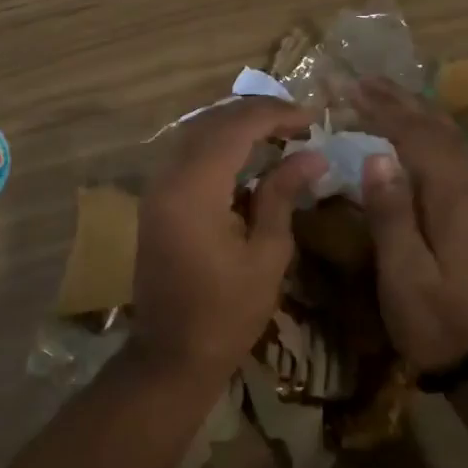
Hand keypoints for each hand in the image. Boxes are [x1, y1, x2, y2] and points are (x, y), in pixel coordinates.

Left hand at [133, 98, 326, 377]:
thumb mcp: (267, 254)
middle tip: (298, 121)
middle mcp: (168, 177)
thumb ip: (282, 195)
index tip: (312, 119)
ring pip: (195, 133)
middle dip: (255, 113)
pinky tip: (246, 154)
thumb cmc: (227, 313)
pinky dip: (217, 144)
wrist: (171, 354)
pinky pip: (186, 153)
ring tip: (278, 131)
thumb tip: (312, 155)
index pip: (235, 126)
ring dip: (235, 125)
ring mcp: (156, 188)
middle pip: (211, 121)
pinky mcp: (155, 200)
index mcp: (194, 189)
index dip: (275, 114)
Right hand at [354, 77, 467, 373]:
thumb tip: (376, 156)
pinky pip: (458, 154)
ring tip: (387, 95)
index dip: (383, 110)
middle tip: (364, 80)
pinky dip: (434, 132)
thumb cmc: (437, 321)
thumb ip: (391, 214)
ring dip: (418, 112)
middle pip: (438, 130)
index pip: (416, 138)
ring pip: (453, 139)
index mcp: (452, 199)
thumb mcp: (405, 275)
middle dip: (400, 101)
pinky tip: (422, 134)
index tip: (350, 88)